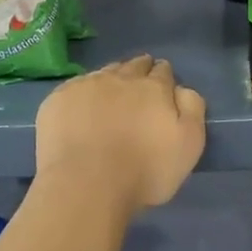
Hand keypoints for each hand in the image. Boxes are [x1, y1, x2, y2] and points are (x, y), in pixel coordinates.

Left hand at [35, 56, 206, 213]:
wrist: (85, 185)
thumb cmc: (144, 170)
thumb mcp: (189, 144)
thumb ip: (192, 109)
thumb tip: (182, 89)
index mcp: (154, 88)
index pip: (163, 71)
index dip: (164, 76)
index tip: (163, 84)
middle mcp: (121, 78)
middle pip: (134, 65)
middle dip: (140, 69)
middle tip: (140, 82)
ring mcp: (86, 85)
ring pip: (105, 72)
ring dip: (113, 78)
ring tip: (113, 91)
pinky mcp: (58, 99)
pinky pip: (76, 86)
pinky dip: (84, 92)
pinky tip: (82, 105)